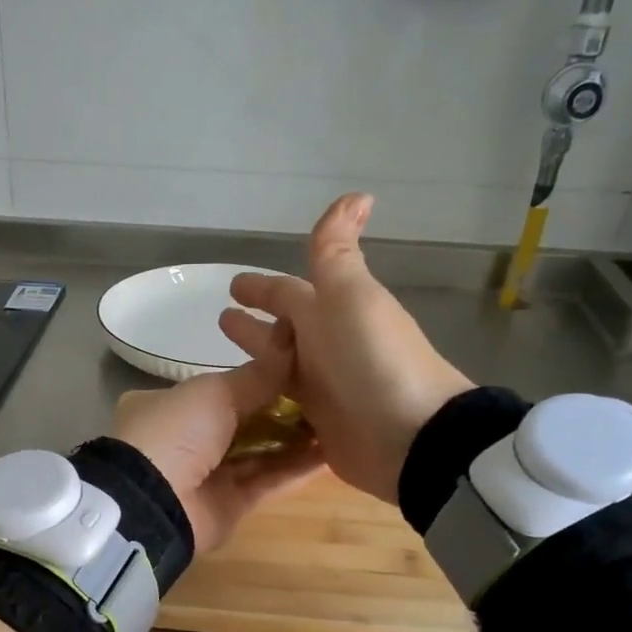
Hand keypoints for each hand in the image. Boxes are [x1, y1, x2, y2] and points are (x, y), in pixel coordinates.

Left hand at [111, 355, 324, 553]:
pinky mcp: (229, 505)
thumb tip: (293, 339)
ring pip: (259, 453)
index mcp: (169, 405)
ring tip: (338, 421)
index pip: (219, 388)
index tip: (299, 368)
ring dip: (295, 439)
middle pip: (243, 421)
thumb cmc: (177, 431)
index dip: (258, 379)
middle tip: (328, 395)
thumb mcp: (216, 391)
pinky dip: (297, 469)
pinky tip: (331, 454)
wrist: (154, 502)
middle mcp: (186, 439)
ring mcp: (207, 475)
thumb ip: (259, 373)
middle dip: (283, 410)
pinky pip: (268, 482)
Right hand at [219, 193, 472, 503]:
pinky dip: (269, 402)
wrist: (409, 437)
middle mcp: (325, 349)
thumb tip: (357, 194)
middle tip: (222, 320)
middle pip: (282, 332)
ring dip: (258, 363)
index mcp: (329, 313)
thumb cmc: (372, 361)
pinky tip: (245, 407)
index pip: (286, 294)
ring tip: (225, 364)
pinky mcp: (321, 427)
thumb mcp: (349, 297)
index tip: (232, 288)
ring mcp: (324, 390)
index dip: (260, 289)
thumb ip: (335, 253)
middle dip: (254, 326)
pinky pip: (287, 407)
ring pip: (280, 370)